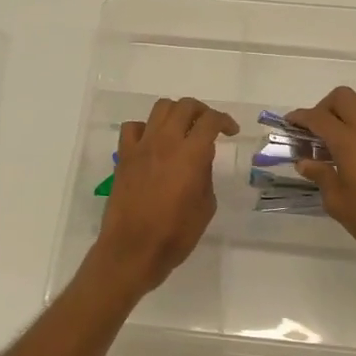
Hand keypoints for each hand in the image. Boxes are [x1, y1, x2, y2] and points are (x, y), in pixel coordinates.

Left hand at [90, 97, 239, 296]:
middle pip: (184, 106)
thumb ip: (205, 175)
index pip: (210, 121)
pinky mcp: (124, 156)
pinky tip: (152, 142)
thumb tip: (200, 160)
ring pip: (159, 108)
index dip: (224, 120)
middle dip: (201, 110)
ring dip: (175, 113)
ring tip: (182, 128)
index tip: (231, 131)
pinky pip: (133, 127)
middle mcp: (166, 142)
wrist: (133, 249)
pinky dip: (146, 128)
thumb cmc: (176, 234)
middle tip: (208, 125)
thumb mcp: (205, 206)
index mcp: (191, 154)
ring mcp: (141, 146)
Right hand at [287, 87, 355, 278]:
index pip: (318, 118)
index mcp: (348, 141)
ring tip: (347, 133)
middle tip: (318, 130)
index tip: (290, 122)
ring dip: (352, 110)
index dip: (300, 117)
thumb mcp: (338, 203)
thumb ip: (321, 176)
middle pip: (344, 97)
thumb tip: (305, 162)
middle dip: (326, 107)